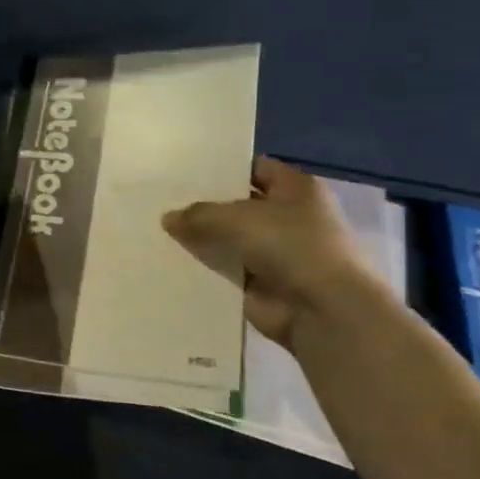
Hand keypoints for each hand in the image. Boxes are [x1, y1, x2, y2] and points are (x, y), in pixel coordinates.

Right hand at [161, 157, 378, 348]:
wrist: (322, 309)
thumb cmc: (290, 246)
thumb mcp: (236, 218)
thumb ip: (198, 215)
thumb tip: (168, 218)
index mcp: (295, 189)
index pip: (254, 168)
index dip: (222, 168)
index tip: (183, 172)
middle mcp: (288, 217)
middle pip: (238, 206)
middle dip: (205, 206)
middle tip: (161, 202)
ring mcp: (275, 253)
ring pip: (229, 241)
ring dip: (202, 241)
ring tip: (157, 233)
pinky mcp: (260, 285)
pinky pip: (225, 272)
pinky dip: (204, 271)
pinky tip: (169, 265)